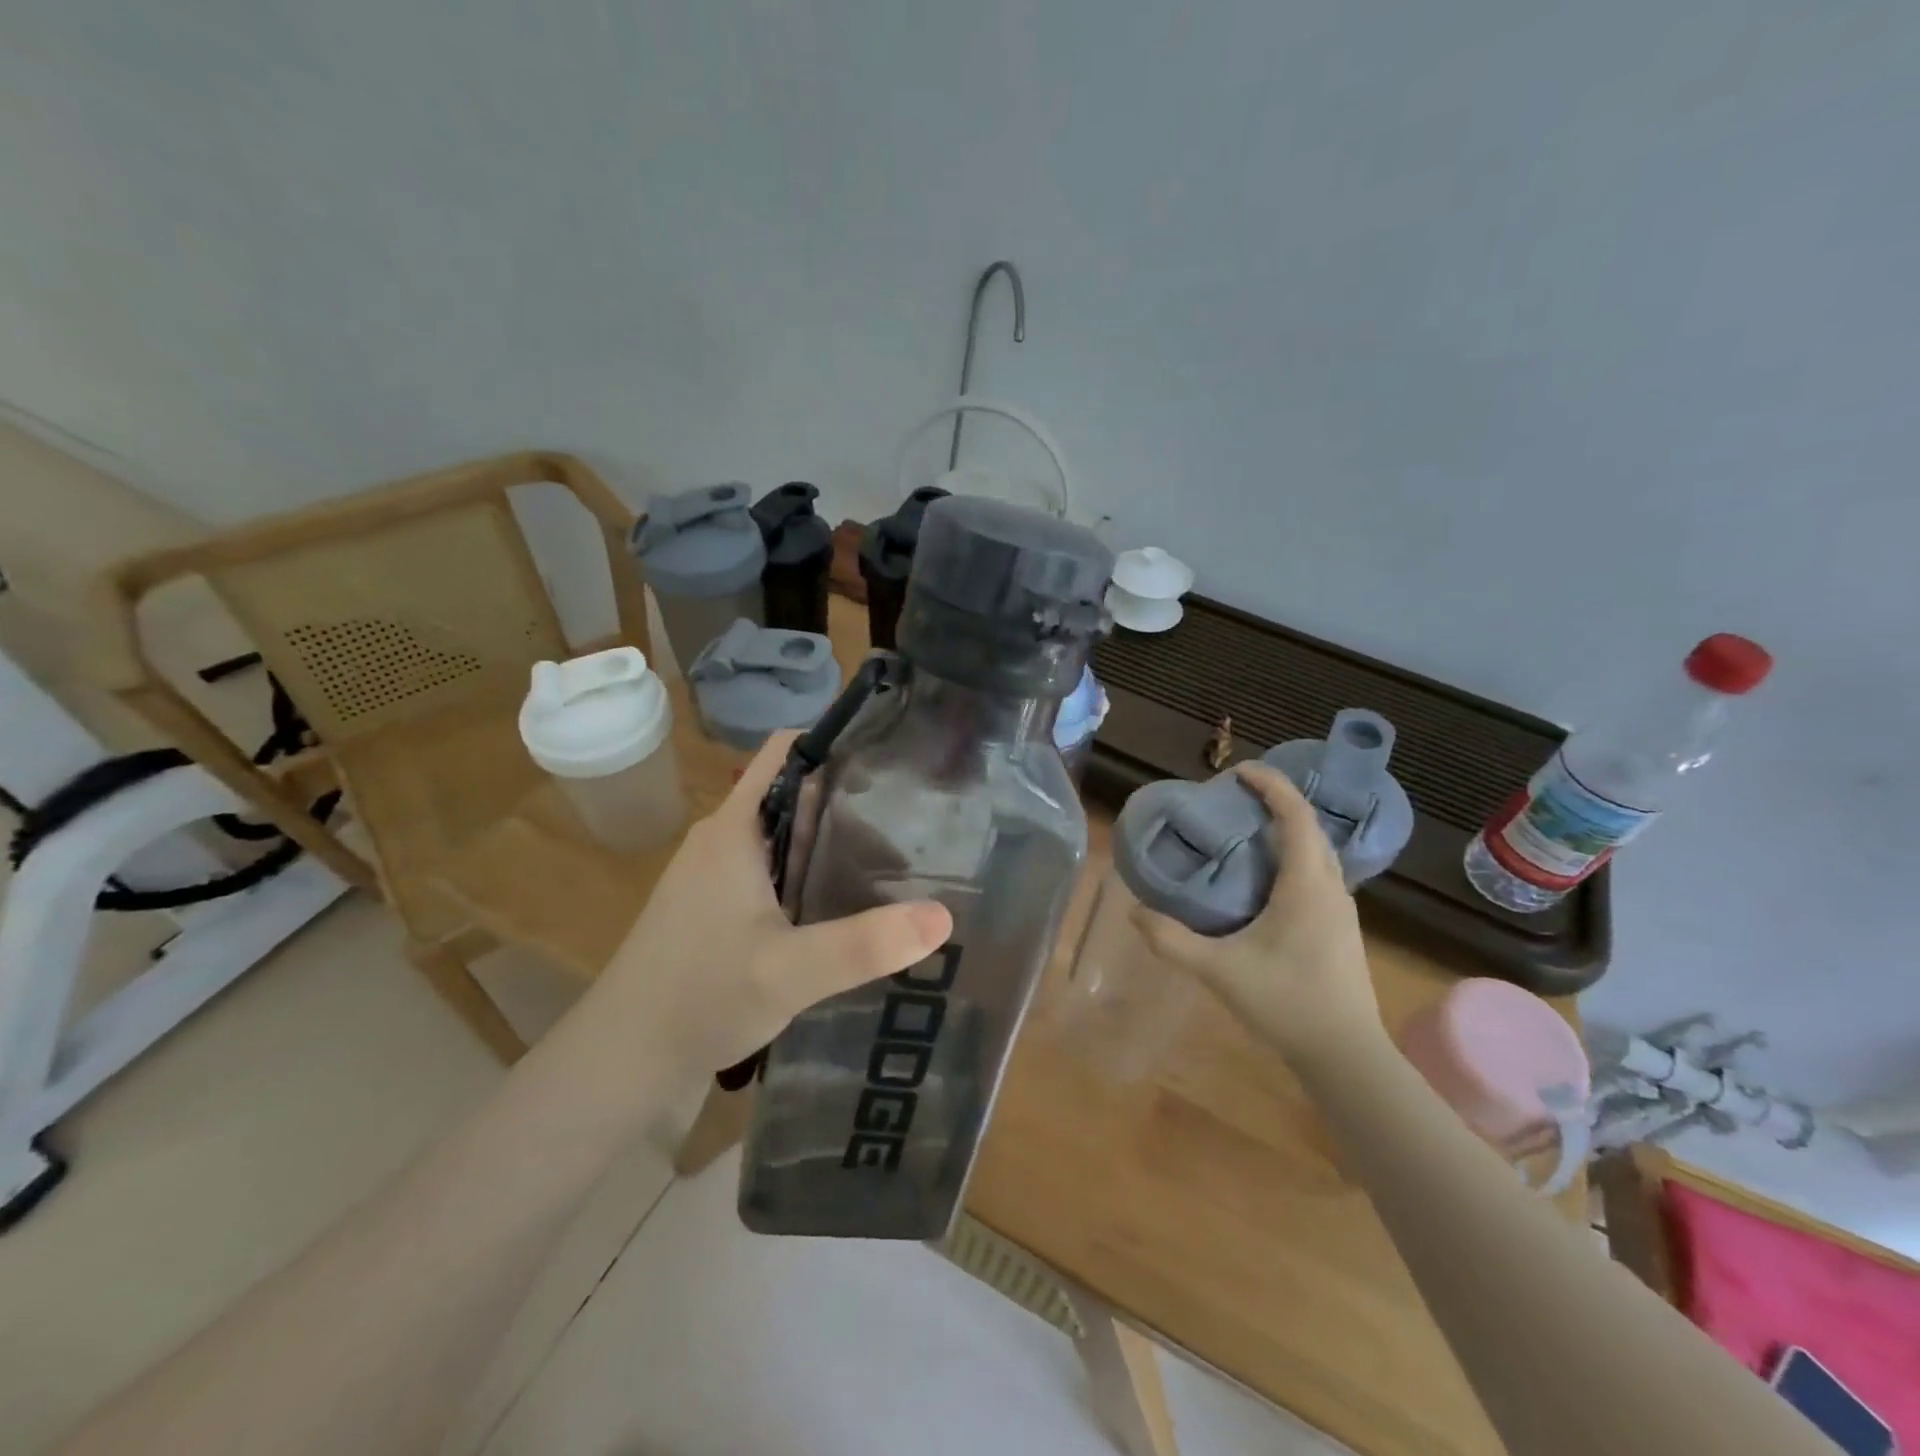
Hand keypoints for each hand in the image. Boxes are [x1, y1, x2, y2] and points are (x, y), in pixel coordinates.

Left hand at [571, 732, 952, 1079]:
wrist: (624, 1061)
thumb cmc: (700, 997)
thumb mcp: (791, 971)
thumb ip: (866, 944)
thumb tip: (944, 916)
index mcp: (734, 828)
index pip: (786, 751)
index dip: (835, 740)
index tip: (892, 754)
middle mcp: (723, 841)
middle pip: (793, 793)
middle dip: (849, 799)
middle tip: (913, 817)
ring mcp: (715, 876)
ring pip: (783, 836)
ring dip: (830, 841)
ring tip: (893, 860)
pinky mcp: (716, 910)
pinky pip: (772, 871)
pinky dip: (810, 873)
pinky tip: (844, 904)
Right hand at [1130, 762, 1383, 1069]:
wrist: (1346, 1055)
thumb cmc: (1287, 1003)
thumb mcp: (1219, 971)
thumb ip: (1172, 941)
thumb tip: (1135, 912)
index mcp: (1306, 885)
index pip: (1295, 816)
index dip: (1271, 785)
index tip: (1239, 772)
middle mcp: (1331, 888)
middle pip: (1309, 828)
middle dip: (1276, 803)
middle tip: (1235, 800)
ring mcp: (1341, 909)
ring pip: (1317, 852)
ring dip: (1287, 831)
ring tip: (1246, 832)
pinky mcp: (1340, 928)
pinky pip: (1318, 874)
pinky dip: (1293, 857)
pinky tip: (1265, 880)